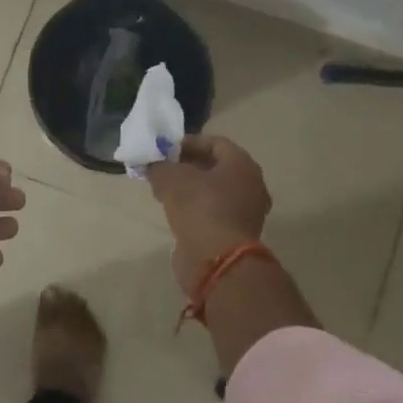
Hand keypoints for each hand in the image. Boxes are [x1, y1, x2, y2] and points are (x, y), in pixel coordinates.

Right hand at [146, 135, 271, 293]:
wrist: (216, 260)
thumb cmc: (199, 208)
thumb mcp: (171, 178)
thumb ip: (159, 166)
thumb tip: (152, 164)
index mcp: (242, 165)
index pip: (215, 143)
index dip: (188, 143)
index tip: (165, 150)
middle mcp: (251, 185)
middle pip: (216, 167)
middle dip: (188, 165)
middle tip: (163, 168)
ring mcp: (246, 212)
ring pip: (215, 191)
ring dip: (191, 188)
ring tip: (164, 190)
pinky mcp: (236, 234)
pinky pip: (214, 211)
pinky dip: (196, 208)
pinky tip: (174, 211)